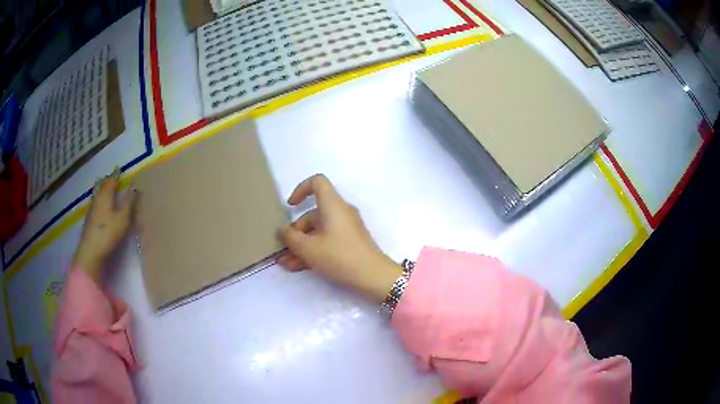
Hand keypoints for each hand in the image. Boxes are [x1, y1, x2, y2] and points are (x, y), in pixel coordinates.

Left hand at [72, 169, 136, 284]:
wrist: (91, 252)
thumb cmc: (108, 233)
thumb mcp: (123, 218)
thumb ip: (129, 202)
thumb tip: (135, 185)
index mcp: (105, 195)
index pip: (111, 180)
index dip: (116, 174)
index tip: (119, 168)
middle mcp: (97, 199)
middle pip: (102, 186)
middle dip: (108, 181)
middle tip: (114, 178)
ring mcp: (92, 210)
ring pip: (98, 195)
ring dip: (104, 191)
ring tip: (108, 190)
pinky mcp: (90, 220)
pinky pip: (97, 204)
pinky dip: (101, 201)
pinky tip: (102, 207)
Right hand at [279, 174, 401, 302]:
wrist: (373, 277)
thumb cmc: (339, 256)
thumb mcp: (309, 249)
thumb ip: (291, 237)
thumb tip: (282, 229)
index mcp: (332, 205)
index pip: (317, 182)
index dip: (301, 189)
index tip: (290, 207)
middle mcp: (340, 212)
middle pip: (313, 214)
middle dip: (296, 232)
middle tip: (283, 250)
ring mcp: (346, 228)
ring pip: (318, 232)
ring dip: (301, 246)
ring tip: (287, 264)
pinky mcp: (350, 243)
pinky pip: (327, 241)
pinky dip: (313, 251)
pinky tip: (299, 267)